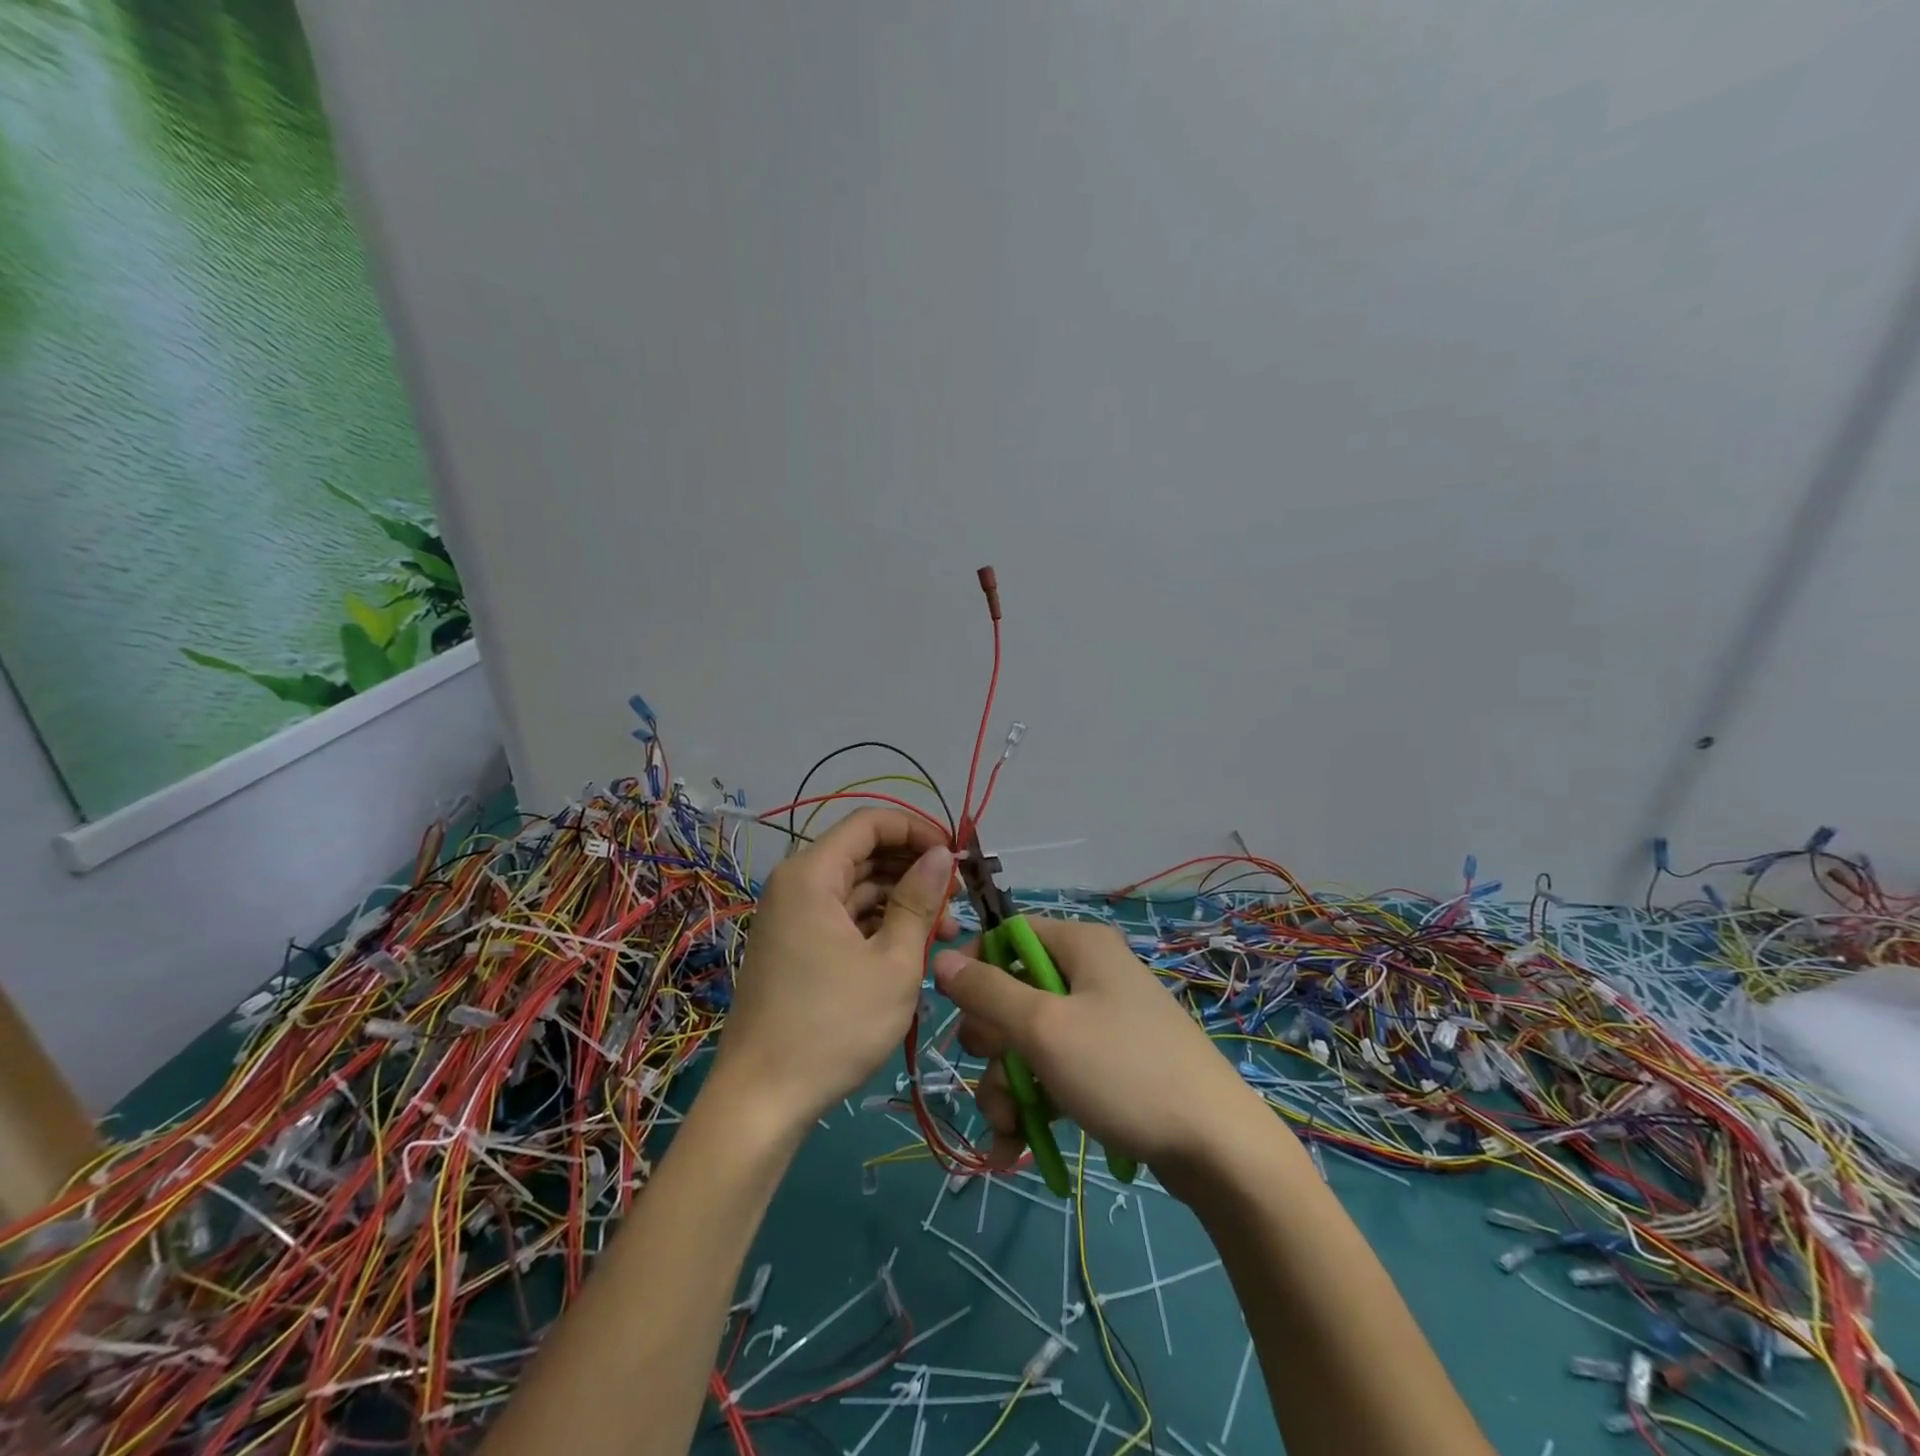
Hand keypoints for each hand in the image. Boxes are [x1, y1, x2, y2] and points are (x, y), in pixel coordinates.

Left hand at [716, 809, 957, 1123]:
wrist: (762, 1100)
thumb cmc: (834, 1026)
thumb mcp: (892, 962)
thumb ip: (919, 901)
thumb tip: (941, 854)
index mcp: (812, 875)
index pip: (870, 823)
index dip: (918, 829)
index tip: (955, 856)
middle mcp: (798, 885)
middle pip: (864, 853)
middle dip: (914, 869)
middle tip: (957, 898)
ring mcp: (794, 917)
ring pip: (858, 888)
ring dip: (902, 901)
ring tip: (944, 933)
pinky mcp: (797, 946)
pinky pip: (844, 917)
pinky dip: (879, 925)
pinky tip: (912, 949)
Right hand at [932, 917, 1265, 1183]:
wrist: (1217, 1149)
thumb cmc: (1123, 1070)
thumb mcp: (1044, 1028)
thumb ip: (988, 992)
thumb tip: (941, 960)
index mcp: (1079, 946)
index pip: (1008, 935)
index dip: (975, 966)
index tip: (951, 1006)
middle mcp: (1089, 974)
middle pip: (1013, 994)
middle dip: (993, 1045)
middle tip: (997, 1076)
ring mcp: (1100, 1023)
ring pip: (1028, 1042)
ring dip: (1007, 1086)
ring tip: (1009, 1130)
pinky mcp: (1107, 1066)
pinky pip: (1053, 1072)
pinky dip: (1033, 1104)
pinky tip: (1016, 1148)